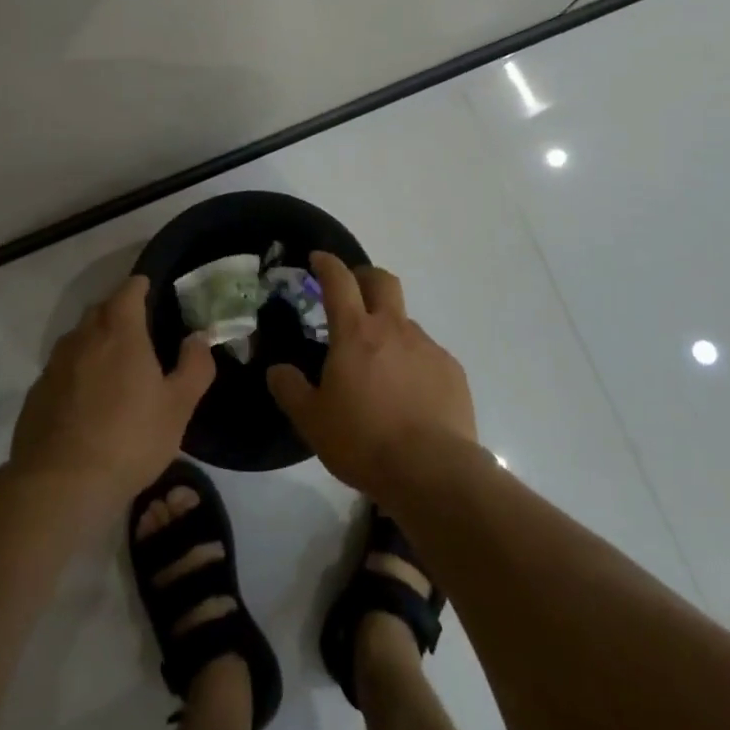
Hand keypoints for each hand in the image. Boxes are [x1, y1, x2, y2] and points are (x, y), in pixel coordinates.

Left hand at [10, 276, 215, 508]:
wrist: (60, 486)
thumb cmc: (129, 439)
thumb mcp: (179, 406)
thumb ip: (195, 366)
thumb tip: (198, 337)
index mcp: (120, 332)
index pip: (128, 290)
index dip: (140, 286)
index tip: (150, 289)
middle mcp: (83, 338)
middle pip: (100, 310)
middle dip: (118, 311)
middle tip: (138, 330)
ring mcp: (54, 366)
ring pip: (78, 339)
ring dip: (95, 342)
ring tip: (113, 366)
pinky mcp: (35, 394)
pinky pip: (61, 370)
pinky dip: (76, 373)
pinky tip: (86, 401)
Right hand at [265, 252, 476, 496]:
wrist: (432, 470)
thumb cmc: (364, 441)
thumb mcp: (312, 421)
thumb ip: (290, 390)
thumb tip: (277, 370)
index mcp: (356, 333)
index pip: (339, 281)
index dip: (327, 263)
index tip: (318, 258)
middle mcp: (394, 328)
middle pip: (382, 281)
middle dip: (365, 276)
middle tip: (353, 289)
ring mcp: (427, 346)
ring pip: (405, 322)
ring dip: (389, 329)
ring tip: (379, 366)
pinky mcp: (451, 370)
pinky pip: (427, 354)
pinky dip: (412, 362)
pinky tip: (409, 394)